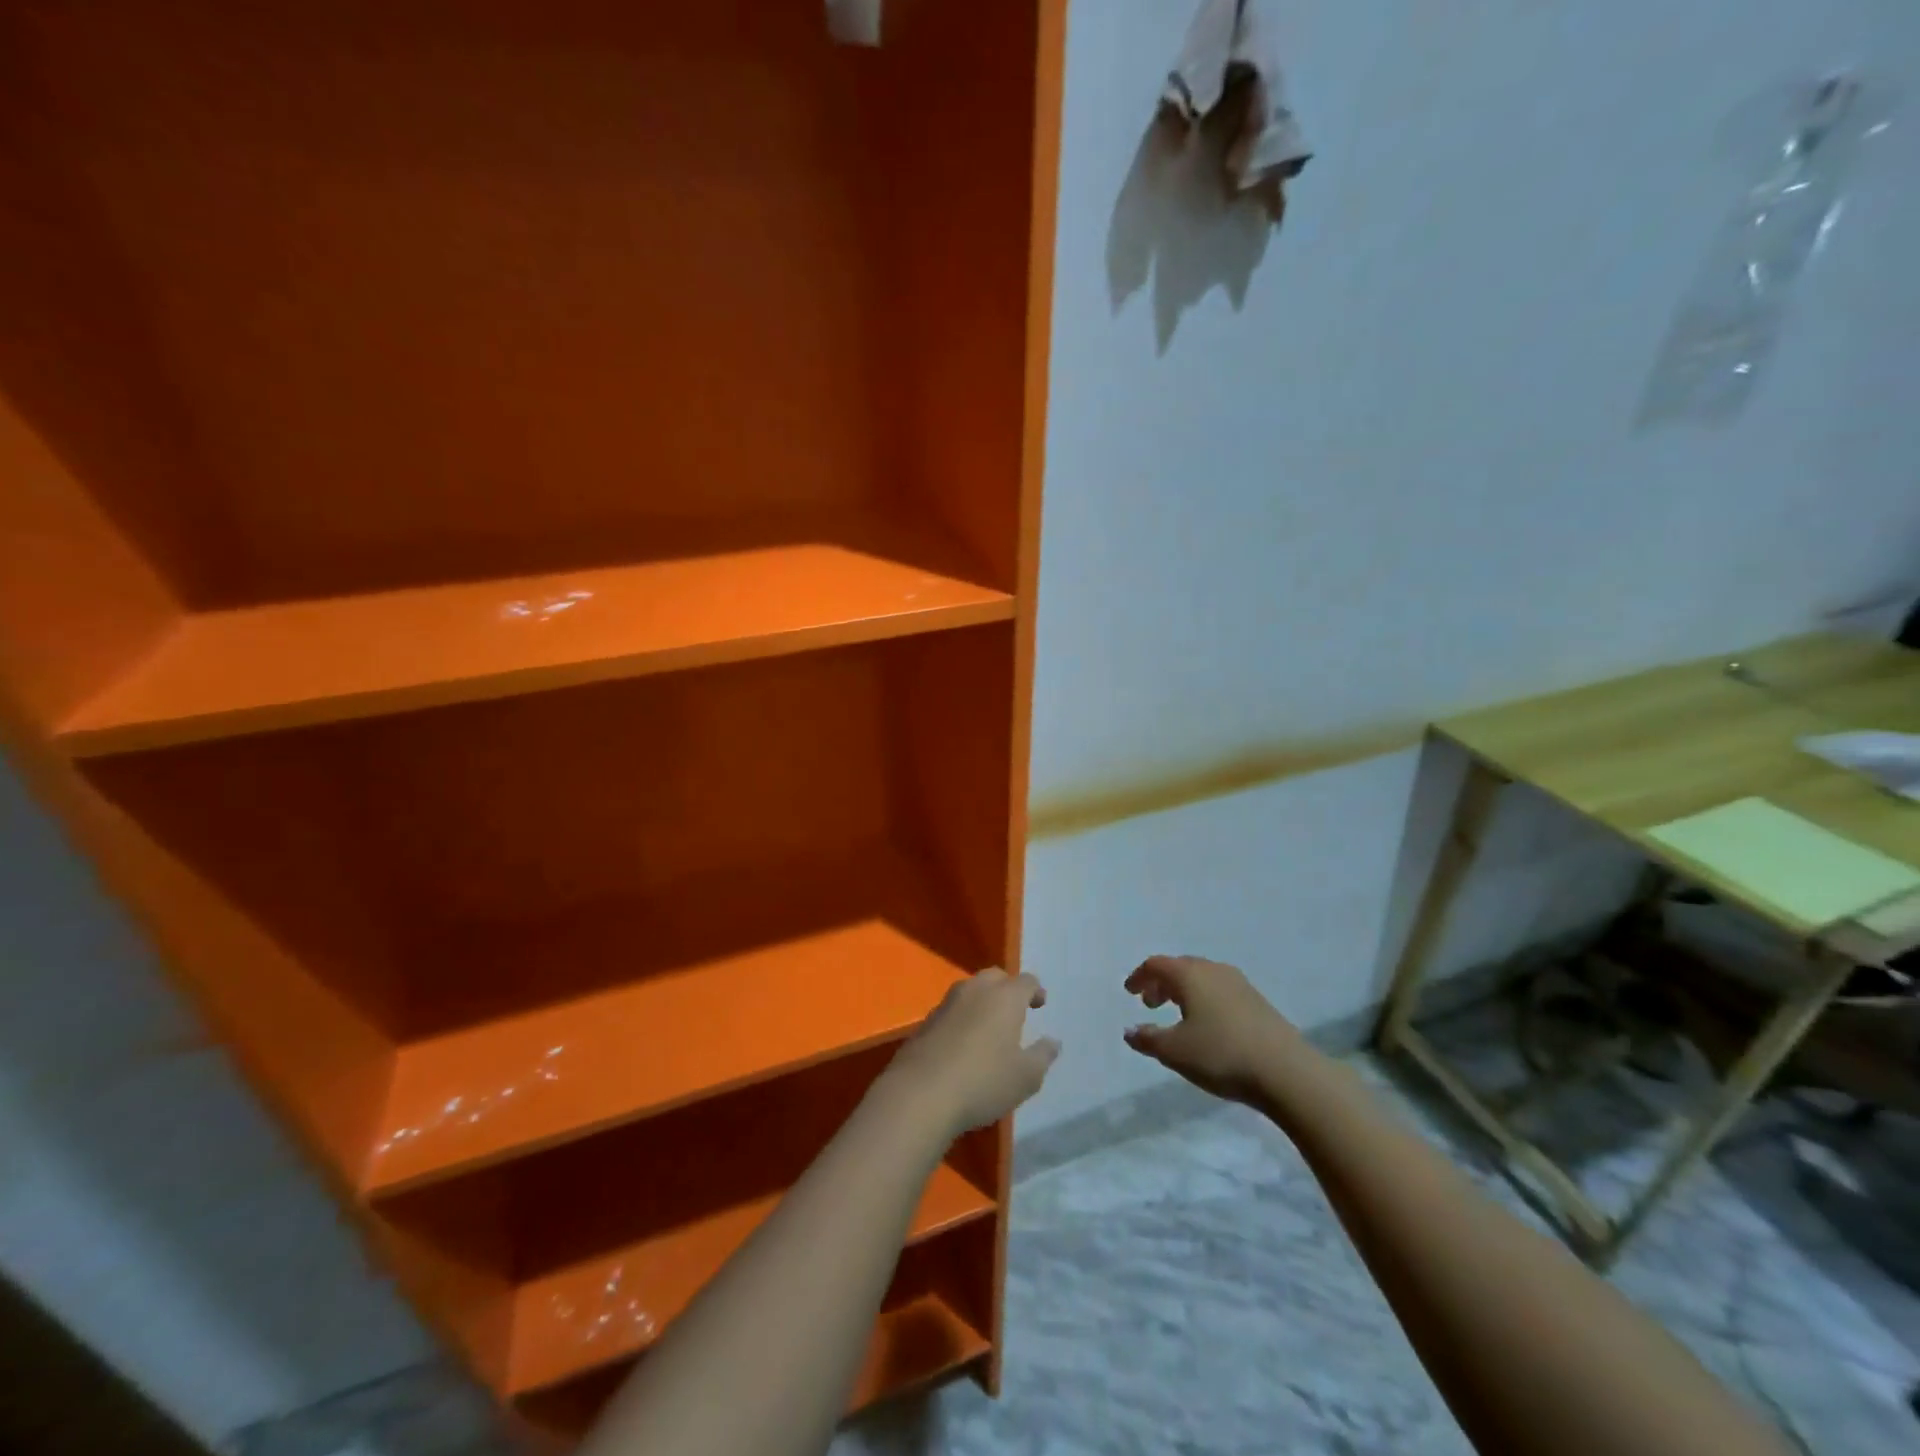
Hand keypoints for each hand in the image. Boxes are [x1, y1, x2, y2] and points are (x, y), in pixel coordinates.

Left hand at [882, 969, 1059, 1136]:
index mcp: (1005, 997)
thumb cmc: (983, 1081)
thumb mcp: (1025, 1077)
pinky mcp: (926, 1020)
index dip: (1035, 990)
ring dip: (983, 1001)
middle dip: (1008, 989)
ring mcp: (947, 1003)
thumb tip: (1053, 1041)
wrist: (921, 1093)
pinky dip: (963, 1017)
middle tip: (1015, 1010)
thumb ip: (1043, 1056)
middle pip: (995, 977)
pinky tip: (964, 1042)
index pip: (1026, 981)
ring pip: (971, 990)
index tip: (1040, 1004)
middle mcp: (976, 990)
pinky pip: (952, 1010)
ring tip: (990, 1026)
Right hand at [1123, 955, 1312, 1104]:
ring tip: (1178, 1015)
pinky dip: (1205, 999)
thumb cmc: (1221, 1055)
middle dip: (1162, 982)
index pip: (1156, 964)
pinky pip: (1221, 990)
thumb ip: (1148, 1039)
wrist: (1287, 1071)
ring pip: (1203, 978)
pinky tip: (1208, 1025)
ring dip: (1184, 991)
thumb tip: (1129, 1031)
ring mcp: (1240, 984)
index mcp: (1190, 975)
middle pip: (1180, 967)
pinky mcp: (1258, 1002)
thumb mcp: (1175, 1052)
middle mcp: (1214, 970)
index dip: (1139, 976)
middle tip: (1150, 1003)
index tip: (1129, 992)